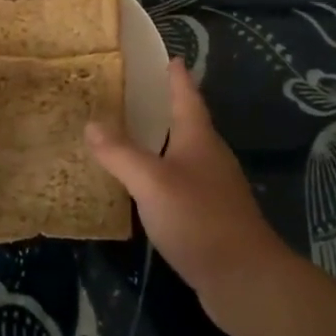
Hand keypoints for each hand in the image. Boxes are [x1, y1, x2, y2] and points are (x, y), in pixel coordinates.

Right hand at [88, 58, 295, 320]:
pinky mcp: (213, 216)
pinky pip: (184, 183)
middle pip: (188, 122)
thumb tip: (91, 123)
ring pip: (186, 154)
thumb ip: (120, 153)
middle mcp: (210, 156)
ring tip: (134, 136)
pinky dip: (164, 175)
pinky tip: (146, 187)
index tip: (170, 57)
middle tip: (137, 94)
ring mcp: (215, 187)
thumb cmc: (198, 218)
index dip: (177, 76)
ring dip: (163, 143)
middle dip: (166, 107)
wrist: (244, 278)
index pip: (187, 95)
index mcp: (198, 138)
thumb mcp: (151, 182)